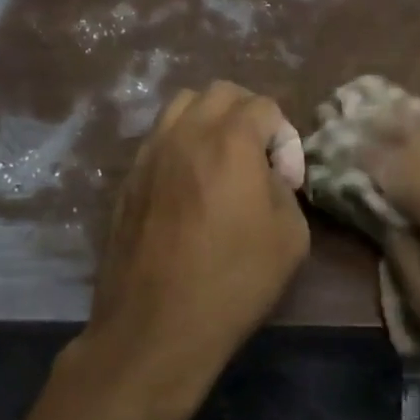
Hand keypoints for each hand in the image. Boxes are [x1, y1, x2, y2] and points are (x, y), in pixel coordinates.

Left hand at [81, 81, 309, 402]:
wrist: (156, 326)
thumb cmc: (232, 281)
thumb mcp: (290, 237)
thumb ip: (285, 188)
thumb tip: (269, 174)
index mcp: (231, 141)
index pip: (264, 106)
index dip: (284, 136)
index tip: (286, 176)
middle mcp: (186, 133)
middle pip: (221, 93)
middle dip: (247, 113)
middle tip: (257, 156)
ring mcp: (151, 152)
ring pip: (182, 105)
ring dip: (209, 120)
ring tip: (220, 160)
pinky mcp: (129, 176)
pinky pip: (159, 137)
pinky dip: (180, 143)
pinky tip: (188, 183)